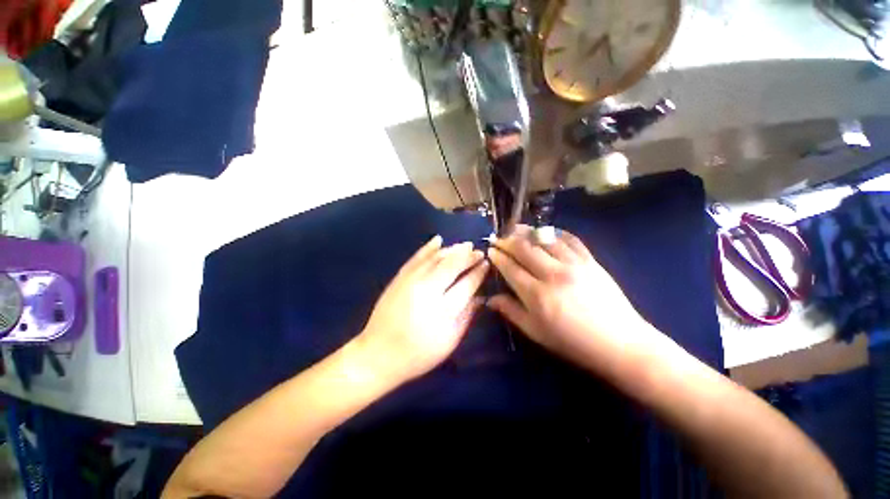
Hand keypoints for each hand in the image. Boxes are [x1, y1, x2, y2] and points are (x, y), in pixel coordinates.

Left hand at [356, 236, 489, 383]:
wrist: (378, 354)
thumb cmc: (418, 354)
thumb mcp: (449, 342)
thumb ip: (467, 316)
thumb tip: (480, 296)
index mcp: (443, 309)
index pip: (467, 283)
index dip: (479, 272)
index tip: (487, 264)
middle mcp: (428, 289)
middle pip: (452, 265)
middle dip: (468, 256)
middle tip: (479, 252)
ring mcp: (411, 280)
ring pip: (436, 258)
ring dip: (453, 249)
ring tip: (465, 246)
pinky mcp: (399, 278)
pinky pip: (416, 257)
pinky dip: (428, 247)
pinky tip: (438, 240)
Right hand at [487, 225, 663, 375]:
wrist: (619, 343)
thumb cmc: (572, 342)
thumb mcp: (536, 332)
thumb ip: (511, 312)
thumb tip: (489, 299)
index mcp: (536, 295)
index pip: (510, 268)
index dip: (498, 257)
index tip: (490, 250)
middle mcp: (552, 274)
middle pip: (524, 249)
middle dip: (507, 241)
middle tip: (499, 238)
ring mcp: (573, 265)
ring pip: (545, 240)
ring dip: (528, 232)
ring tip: (517, 228)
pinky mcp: (590, 261)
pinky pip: (571, 240)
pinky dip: (556, 232)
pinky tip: (547, 230)